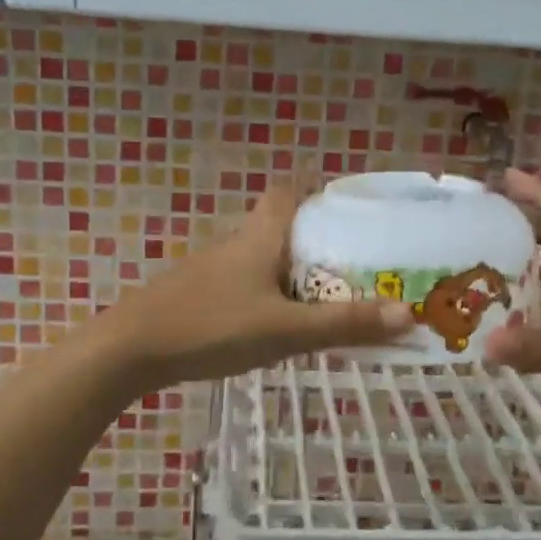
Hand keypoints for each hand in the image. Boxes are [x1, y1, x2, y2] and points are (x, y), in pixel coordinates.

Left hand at [98, 184, 414, 389]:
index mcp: (258, 236)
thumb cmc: (212, 326)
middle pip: (278, 225)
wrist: (130, 349)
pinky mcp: (196, 294)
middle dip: (313, 239)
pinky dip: (266, 294)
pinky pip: (242, 284)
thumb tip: (409, 313)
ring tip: (324, 298)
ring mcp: (210, 269)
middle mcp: (234, 242)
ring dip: (290, 271)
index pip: (286, 190)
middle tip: (352, 265)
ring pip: (260, 258)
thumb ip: (344, 324)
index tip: (346, 208)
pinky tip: (274, 325)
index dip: (314, 190)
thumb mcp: (285, 329)